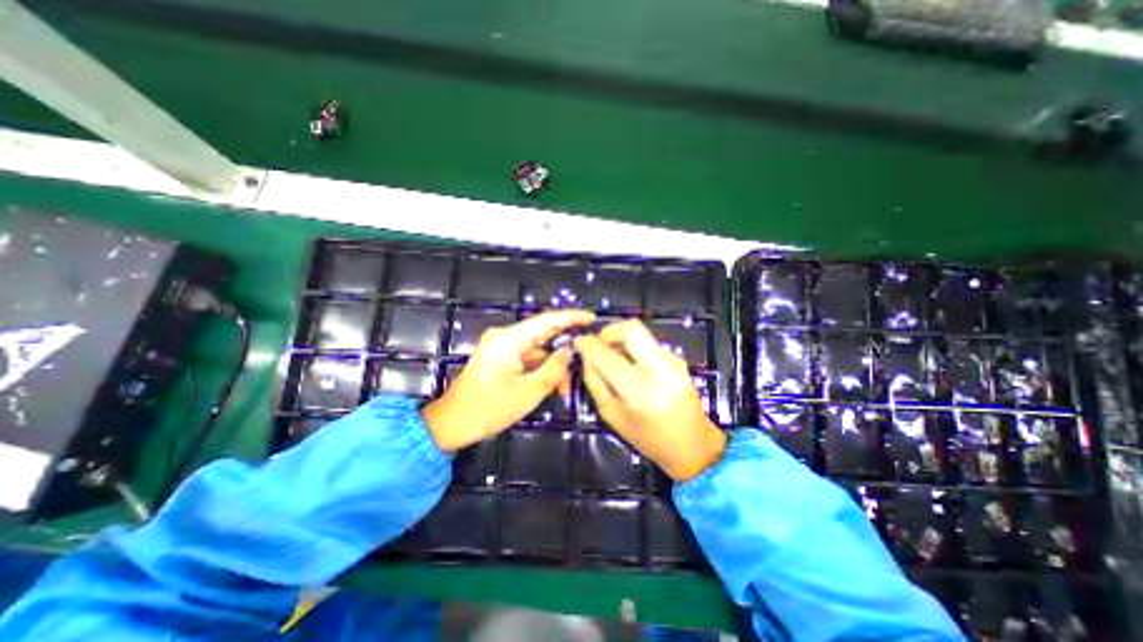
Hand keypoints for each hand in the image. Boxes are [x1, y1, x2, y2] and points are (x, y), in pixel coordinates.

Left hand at [422, 307, 599, 450]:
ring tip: (564, 391)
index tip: (592, 318)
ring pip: (538, 350)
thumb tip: (569, 351)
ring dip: (552, 367)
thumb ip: (554, 368)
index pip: (547, 320)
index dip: (571, 317)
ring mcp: (502, 347)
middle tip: (585, 363)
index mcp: (509, 339)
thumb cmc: (489, 408)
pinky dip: (541, 371)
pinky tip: (551, 387)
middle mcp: (505, 337)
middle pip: (543, 336)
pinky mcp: (501, 358)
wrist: (452, 424)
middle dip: (564, 352)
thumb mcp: (529, 391)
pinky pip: (528, 359)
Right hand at [576, 321, 726, 481]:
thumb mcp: (612, 416)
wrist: (693, 445)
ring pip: (642, 333)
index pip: (607, 355)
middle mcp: (659, 371)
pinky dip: (636, 348)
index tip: (579, 341)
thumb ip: (595, 382)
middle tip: (600, 343)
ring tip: (615, 356)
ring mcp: (673, 362)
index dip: (588, 344)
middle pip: (631, 329)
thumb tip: (586, 355)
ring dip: (622, 338)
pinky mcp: (679, 359)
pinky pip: (650, 343)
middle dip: (609, 331)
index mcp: (638, 391)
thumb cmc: (648, 438)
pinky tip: (634, 365)